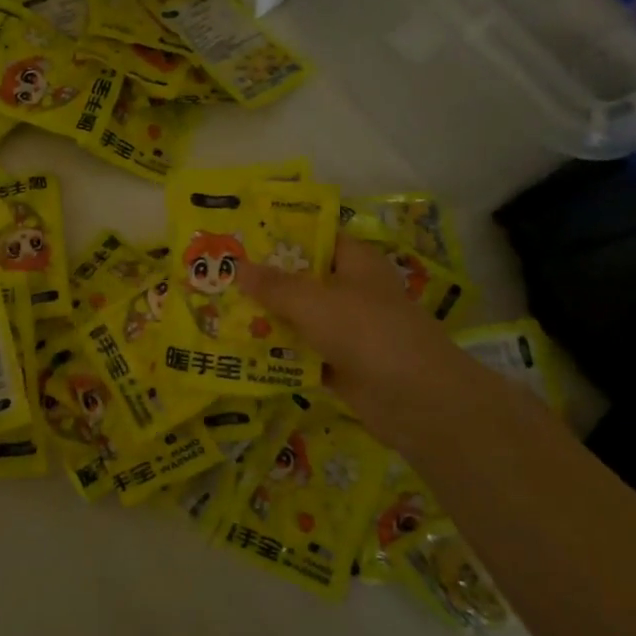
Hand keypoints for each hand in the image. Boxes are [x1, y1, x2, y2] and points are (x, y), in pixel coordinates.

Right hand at [237, 235, 464, 456]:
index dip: (282, 236)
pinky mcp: (342, 365)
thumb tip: (237, 267)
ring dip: (267, 320)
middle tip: (218, 277)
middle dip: (264, 281)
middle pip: (303, 280)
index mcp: (356, 263)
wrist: (416, 400)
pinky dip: (279, 355)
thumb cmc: (367, 333)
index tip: (241, 238)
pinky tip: (241, 352)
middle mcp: (353, 292)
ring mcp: (348, 331)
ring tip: (218, 313)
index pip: (317, 238)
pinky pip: (303, 354)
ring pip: (300, 319)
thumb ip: (274, 286)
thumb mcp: (313, 302)